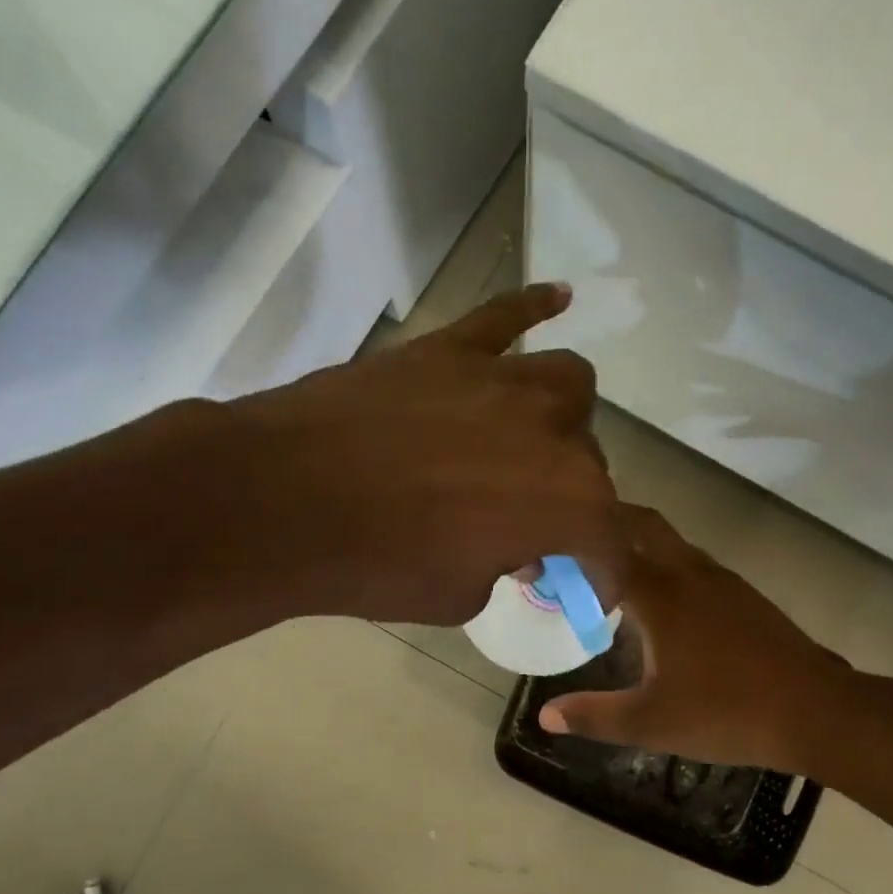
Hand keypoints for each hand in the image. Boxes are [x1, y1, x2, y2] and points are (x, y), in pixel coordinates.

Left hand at [218, 284, 624, 625]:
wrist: (283, 502)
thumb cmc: (379, 565)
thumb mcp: (459, 595)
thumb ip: (503, 567)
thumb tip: (516, 547)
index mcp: (567, 502)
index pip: (609, 541)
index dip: (603, 572)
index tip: (590, 588)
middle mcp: (553, 432)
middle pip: (589, 462)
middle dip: (573, 501)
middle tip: (535, 527)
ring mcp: (502, 380)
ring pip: (568, 383)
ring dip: (566, 417)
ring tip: (540, 438)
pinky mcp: (450, 349)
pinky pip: (506, 316)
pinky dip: (534, 308)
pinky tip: (559, 297)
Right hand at [537, 506, 858, 773]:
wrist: (817, 710)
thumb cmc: (727, 712)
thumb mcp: (652, 722)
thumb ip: (594, 715)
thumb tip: (545, 716)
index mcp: (661, 594)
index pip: (606, 550)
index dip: (572, 548)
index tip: (544, 550)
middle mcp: (689, 572)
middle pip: (643, 525)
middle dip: (608, 522)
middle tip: (573, 540)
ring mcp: (721, 580)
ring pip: (671, 542)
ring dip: (639, 542)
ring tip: (608, 567)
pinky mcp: (743, 594)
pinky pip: (692, 562)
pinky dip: (665, 563)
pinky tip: (660, 602)